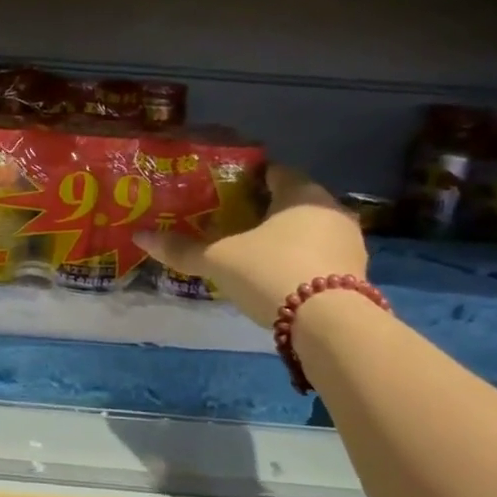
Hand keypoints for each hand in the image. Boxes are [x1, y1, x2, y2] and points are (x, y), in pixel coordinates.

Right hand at [136, 165, 366, 327]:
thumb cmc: (271, 272)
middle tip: (231, 222)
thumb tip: (140, 236)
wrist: (328, 324)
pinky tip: (275, 276)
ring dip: (283, 238)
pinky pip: (320, 257)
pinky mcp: (355, 275)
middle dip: (264, 210)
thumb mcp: (219, 260)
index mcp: (301, 193)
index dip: (248, 178)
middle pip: (292, 202)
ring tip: (250, 251)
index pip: (275, 172)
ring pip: (308, 230)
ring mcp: (349, 243)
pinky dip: (298, 261)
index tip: (224, 189)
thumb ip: (183, 249)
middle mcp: (331, 210)